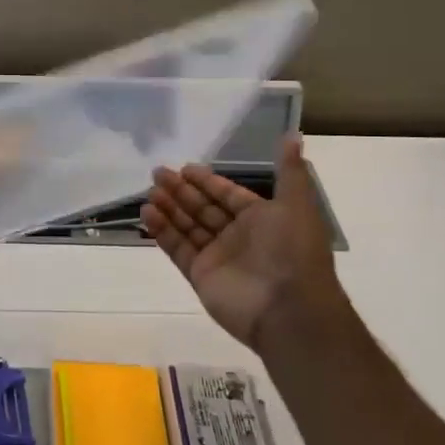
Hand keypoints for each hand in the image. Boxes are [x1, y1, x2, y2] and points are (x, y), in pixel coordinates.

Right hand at [143, 136, 349, 352]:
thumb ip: (289, 171)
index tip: (184, 167)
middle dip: (182, 191)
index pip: (227, 194)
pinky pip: (178, 248)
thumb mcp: (296, 204)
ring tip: (150, 190)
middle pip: (203, 208)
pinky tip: (147, 212)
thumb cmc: (293, 250)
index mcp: (261, 219)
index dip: (207, 181)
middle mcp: (238, 236)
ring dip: (169, 208)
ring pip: (188, 226)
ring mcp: (217, 257)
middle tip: (157, 172)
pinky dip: (162, 231)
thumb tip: (292, 135)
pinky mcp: (200, 275)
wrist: (289, 308)